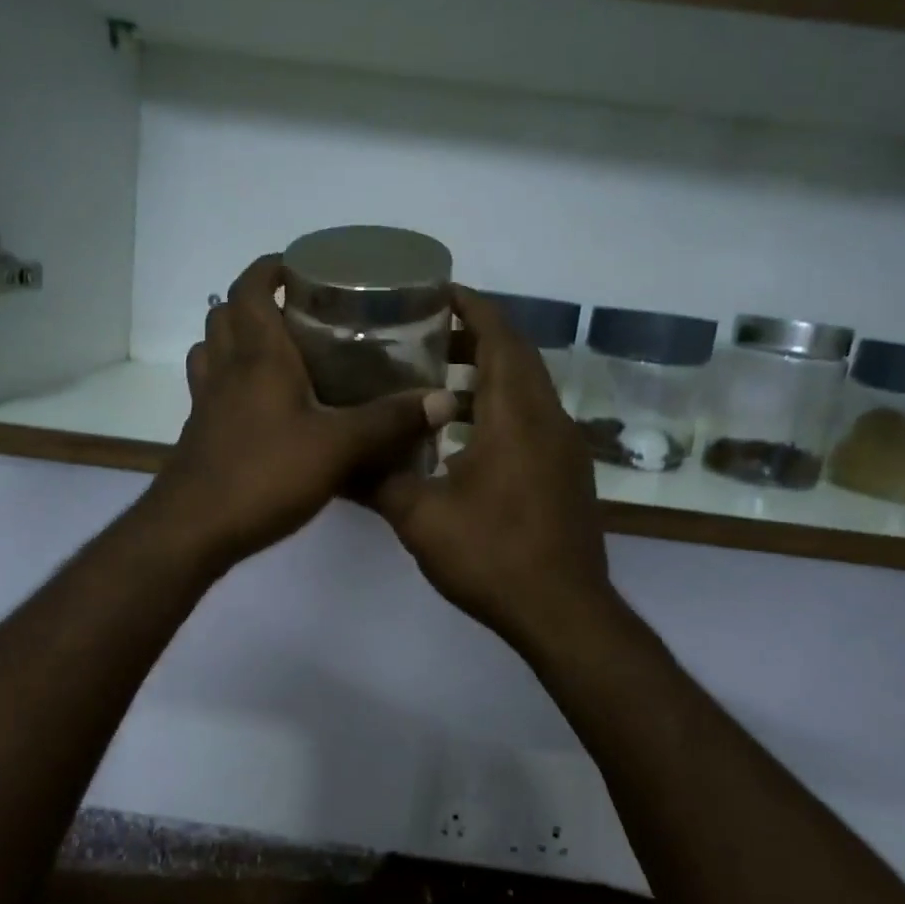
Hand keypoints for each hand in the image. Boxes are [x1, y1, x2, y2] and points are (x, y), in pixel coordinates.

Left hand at [143, 255, 459, 571]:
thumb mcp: (339, 446)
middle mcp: (227, 369)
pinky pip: (211, 388)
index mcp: (258, 356)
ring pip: (212, 350)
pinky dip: (230, 380)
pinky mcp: (200, 433)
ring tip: (277, 352)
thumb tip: (443, 399)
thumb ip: (390, 421)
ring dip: (236, 339)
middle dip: (255, 302)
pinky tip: (261, 405)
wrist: (194, 530)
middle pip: (225, 314)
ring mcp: (207, 402)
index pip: (251, 288)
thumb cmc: (265, 474)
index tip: (301, 267)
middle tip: (297, 312)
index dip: (270, 267)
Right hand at [373, 287, 615, 647]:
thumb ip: (379, 479)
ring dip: (489, 374)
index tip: (437, 292)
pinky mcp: (567, 472)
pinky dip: (502, 407)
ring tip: (437, 382)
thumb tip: (337, 460)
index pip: (500, 337)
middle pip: (517, 356)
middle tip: (424, 335)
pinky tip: (465, 436)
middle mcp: (549, 419)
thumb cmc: (492, 556)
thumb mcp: (421, 517)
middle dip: (475, 337)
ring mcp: (565, 447)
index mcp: (517, 415)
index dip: (472, 307)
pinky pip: (535, 418)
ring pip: (528, 388)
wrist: (563, 611)